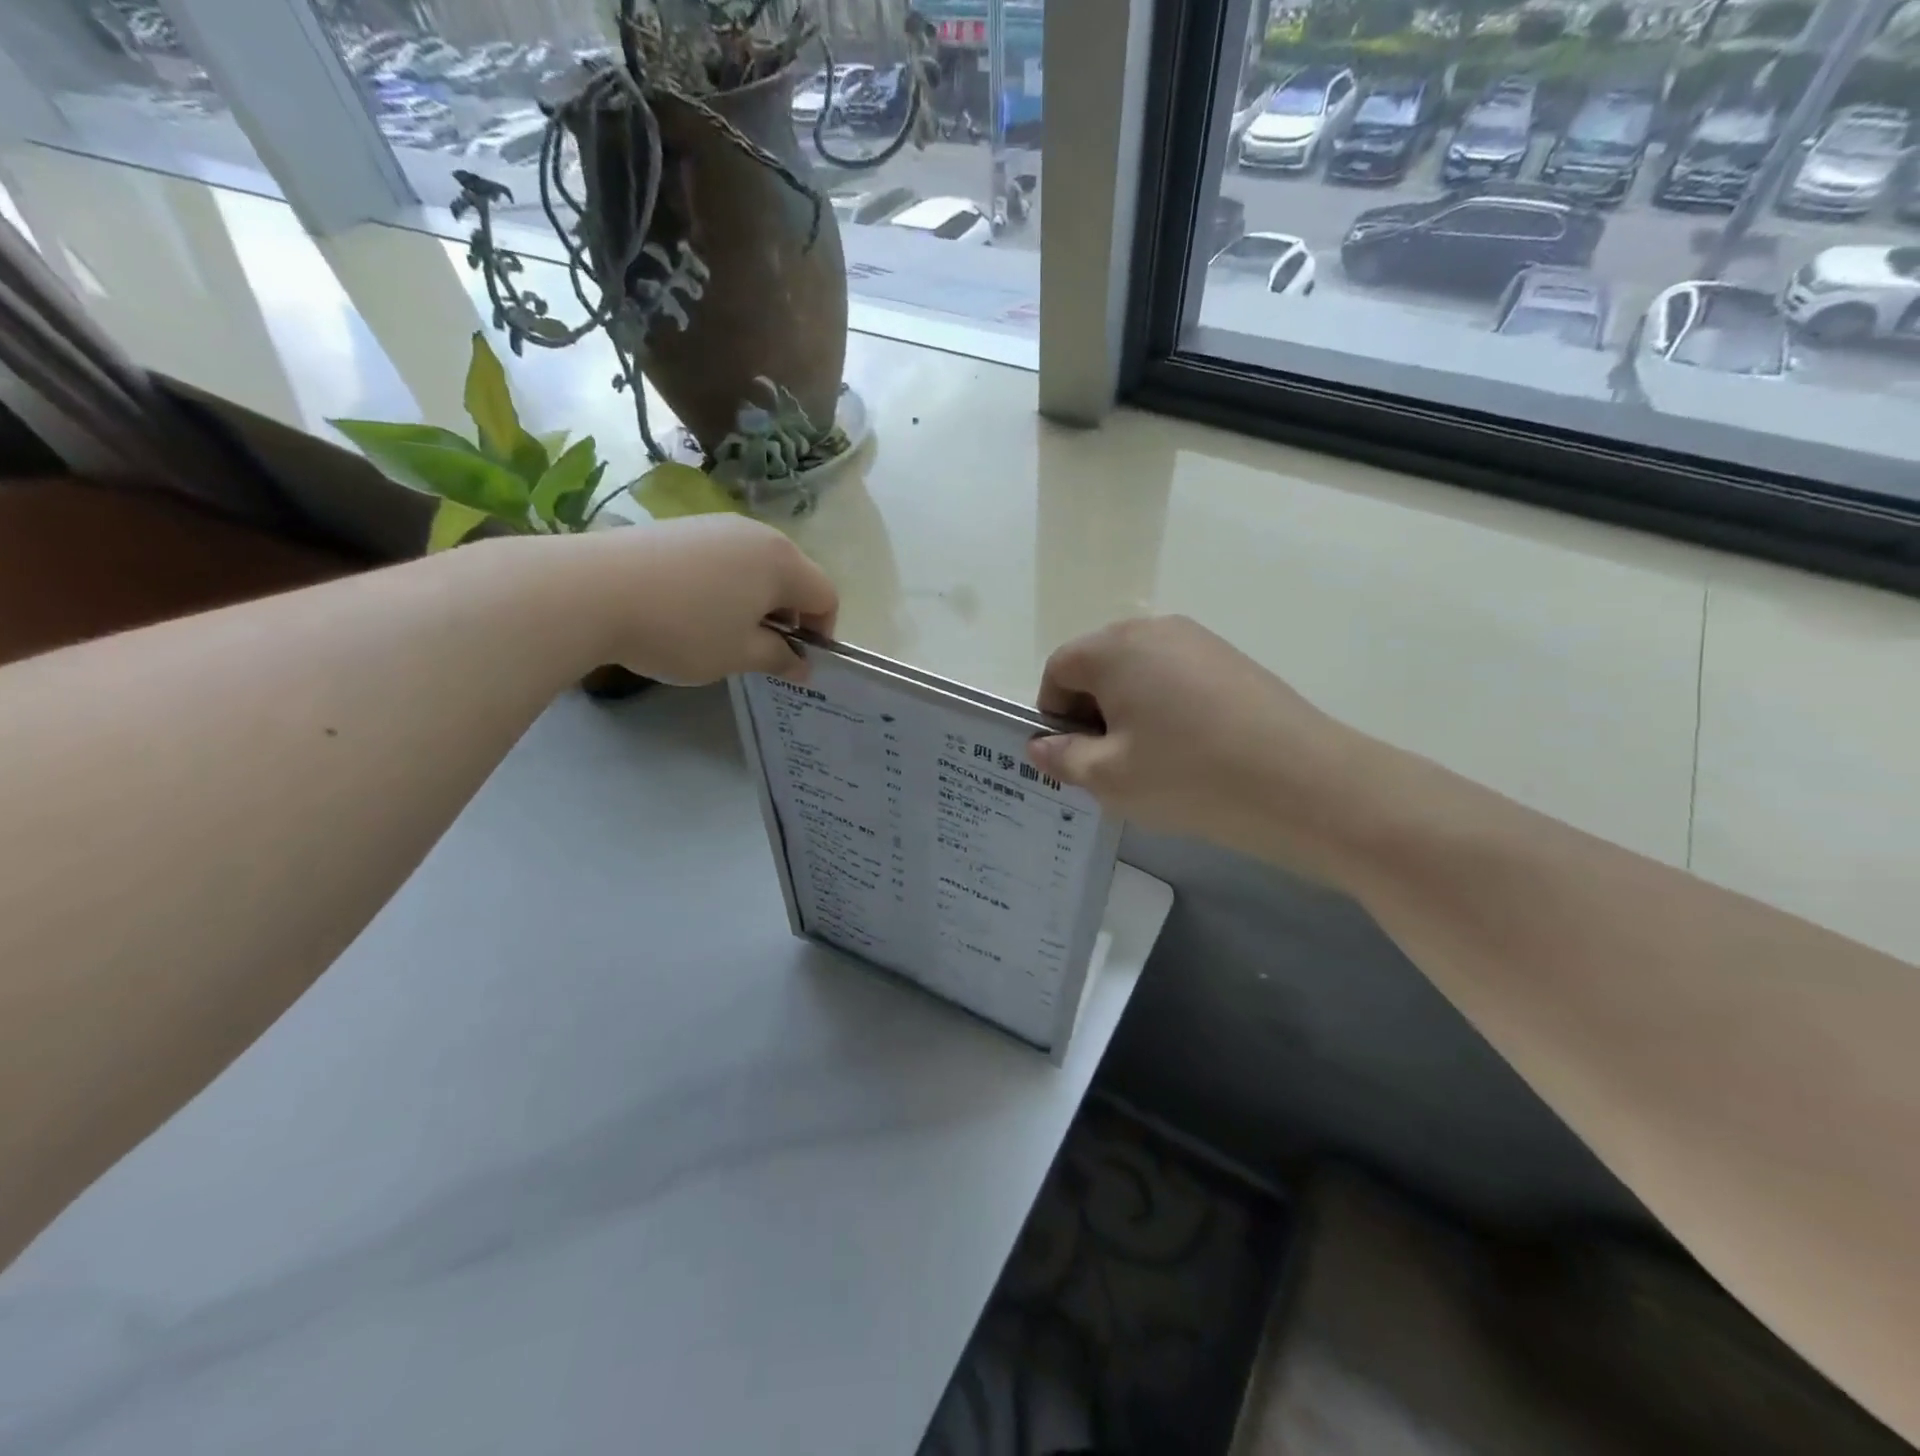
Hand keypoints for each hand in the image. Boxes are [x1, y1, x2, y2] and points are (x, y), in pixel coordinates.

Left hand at [570, 516, 837, 685]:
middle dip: (789, 616)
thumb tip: (803, 665)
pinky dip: (726, 586)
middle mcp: (758, 534)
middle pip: (794, 577)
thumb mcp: (738, 654)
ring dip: (756, 601)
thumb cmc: (682, 628)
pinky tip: (692, 609)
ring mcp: (717, 525)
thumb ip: (779, 658)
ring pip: (757, 567)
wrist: (590, 590)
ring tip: (724, 632)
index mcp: (782, 562)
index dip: (822, 633)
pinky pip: (724, 558)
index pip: (826, 596)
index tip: (798, 662)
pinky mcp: (683, 527)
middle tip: (762, 650)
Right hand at [1029, 616, 1359, 873]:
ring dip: (1130, 712)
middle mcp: (1156, 629)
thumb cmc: (1187, 776)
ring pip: (1140, 674)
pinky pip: (1178, 679)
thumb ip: (1062, 757)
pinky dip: (1167, 710)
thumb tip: (1040, 745)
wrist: (1303, 783)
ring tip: (1153, 762)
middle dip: (1092, 712)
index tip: (1073, 757)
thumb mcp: (1109, 777)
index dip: (1053, 713)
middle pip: (1100, 666)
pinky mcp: (1233, 661)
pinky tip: (1191, 752)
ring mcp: (1201, 641)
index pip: (1059, 669)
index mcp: (1115, 647)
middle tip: (1110, 764)